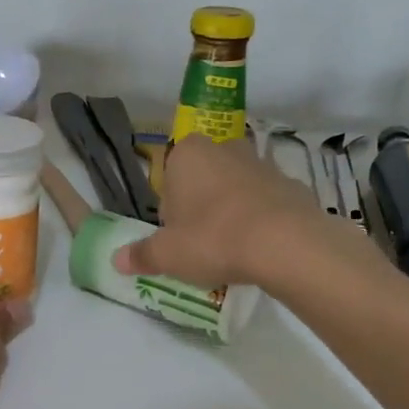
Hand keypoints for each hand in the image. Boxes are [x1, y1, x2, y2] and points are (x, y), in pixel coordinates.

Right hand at [113, 133, 350, 287]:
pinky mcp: (292, 183)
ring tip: (234, 250)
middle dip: (201, 207)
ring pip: (236, 189)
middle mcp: (224, 148)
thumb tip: (116, 260)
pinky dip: (262, 220)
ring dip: (232, 212)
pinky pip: (267, 202)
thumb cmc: (213, 239)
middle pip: (203, 180)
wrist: (285, 243)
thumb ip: (141, 255)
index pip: (168, 179)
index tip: (177, 238)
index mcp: (188, 154)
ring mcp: (262, 164)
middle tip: (203, 245)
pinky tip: (261, 248)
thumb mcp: (168, 255)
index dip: (171, 212)